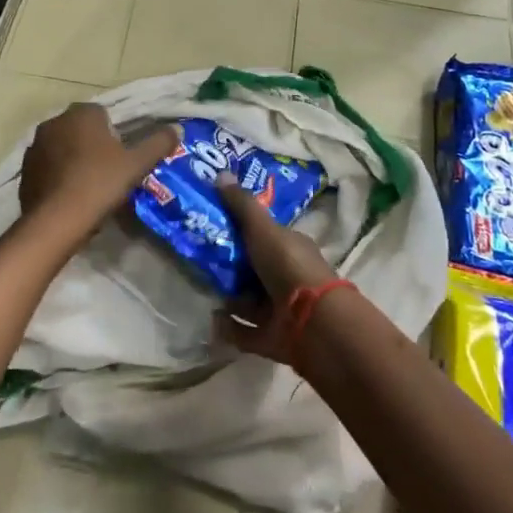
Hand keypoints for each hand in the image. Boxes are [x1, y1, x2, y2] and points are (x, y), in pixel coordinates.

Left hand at [19, 104, 178, 225]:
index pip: (101, 113)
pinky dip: (57, 175)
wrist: (57, 220)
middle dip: (91, 144)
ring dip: (72, 159)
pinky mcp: (24, 170)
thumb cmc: (100, 183)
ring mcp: (35, 146)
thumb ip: (158, 143)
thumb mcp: (136, 164)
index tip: (121, 156)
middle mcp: (54, 122)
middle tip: (108, 171)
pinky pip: (47, 167)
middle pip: (80, 129)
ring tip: (88, 186)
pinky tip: (69, 196)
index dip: (113, 134)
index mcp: (81, 113)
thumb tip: (177, 129)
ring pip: (62, 147)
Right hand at [213, 175, 343, 365]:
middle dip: (230, 267)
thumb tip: (220, 173)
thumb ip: (241, 205)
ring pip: (249, 302)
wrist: (313, 321)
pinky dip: (229, 328)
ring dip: (228, 298)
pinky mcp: (273, 339)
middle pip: (253, 270)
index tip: (213, 226)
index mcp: (290, 248)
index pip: (265, 236)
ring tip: (203, 288)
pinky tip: (212, 320)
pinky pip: (245, 333)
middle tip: (199, 258)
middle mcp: (287, 278)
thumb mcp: (263, 229)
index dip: (242, 231)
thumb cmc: (288, 266)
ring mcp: (281, 310)